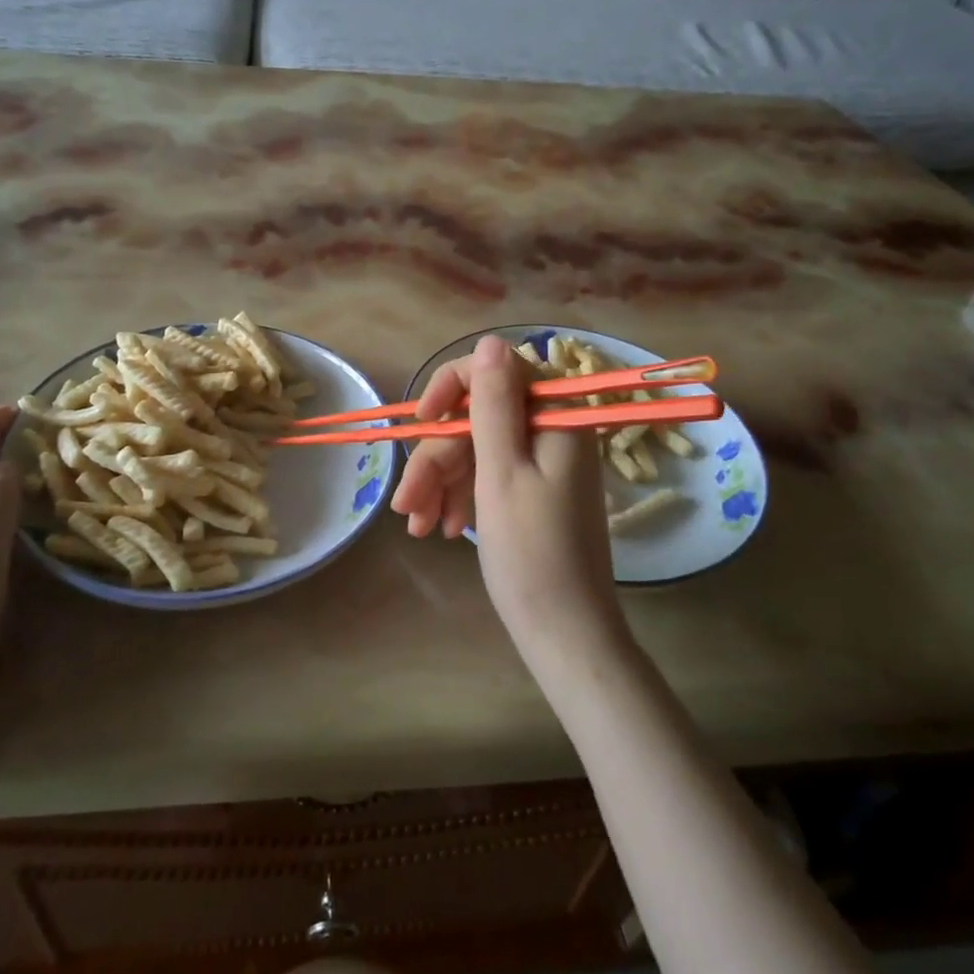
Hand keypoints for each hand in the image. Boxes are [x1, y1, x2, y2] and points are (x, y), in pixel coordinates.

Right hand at [392, 337, 623, 654]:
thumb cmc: (532, 554)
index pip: (496, 371)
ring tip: (419, 527)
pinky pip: (489, 476)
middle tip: (408, 506)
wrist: (565, 633)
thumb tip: (492, 340)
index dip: (451, 389)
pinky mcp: (534, 490)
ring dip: (442, 483)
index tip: (422, 423)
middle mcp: (552, 431)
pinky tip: (444, 530)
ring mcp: (543, 462)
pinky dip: (461, 497)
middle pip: (478, 418)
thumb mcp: (502, 473)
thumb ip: (494, 404)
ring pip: (477, 449)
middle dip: (438, 458)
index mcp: (554, 417)